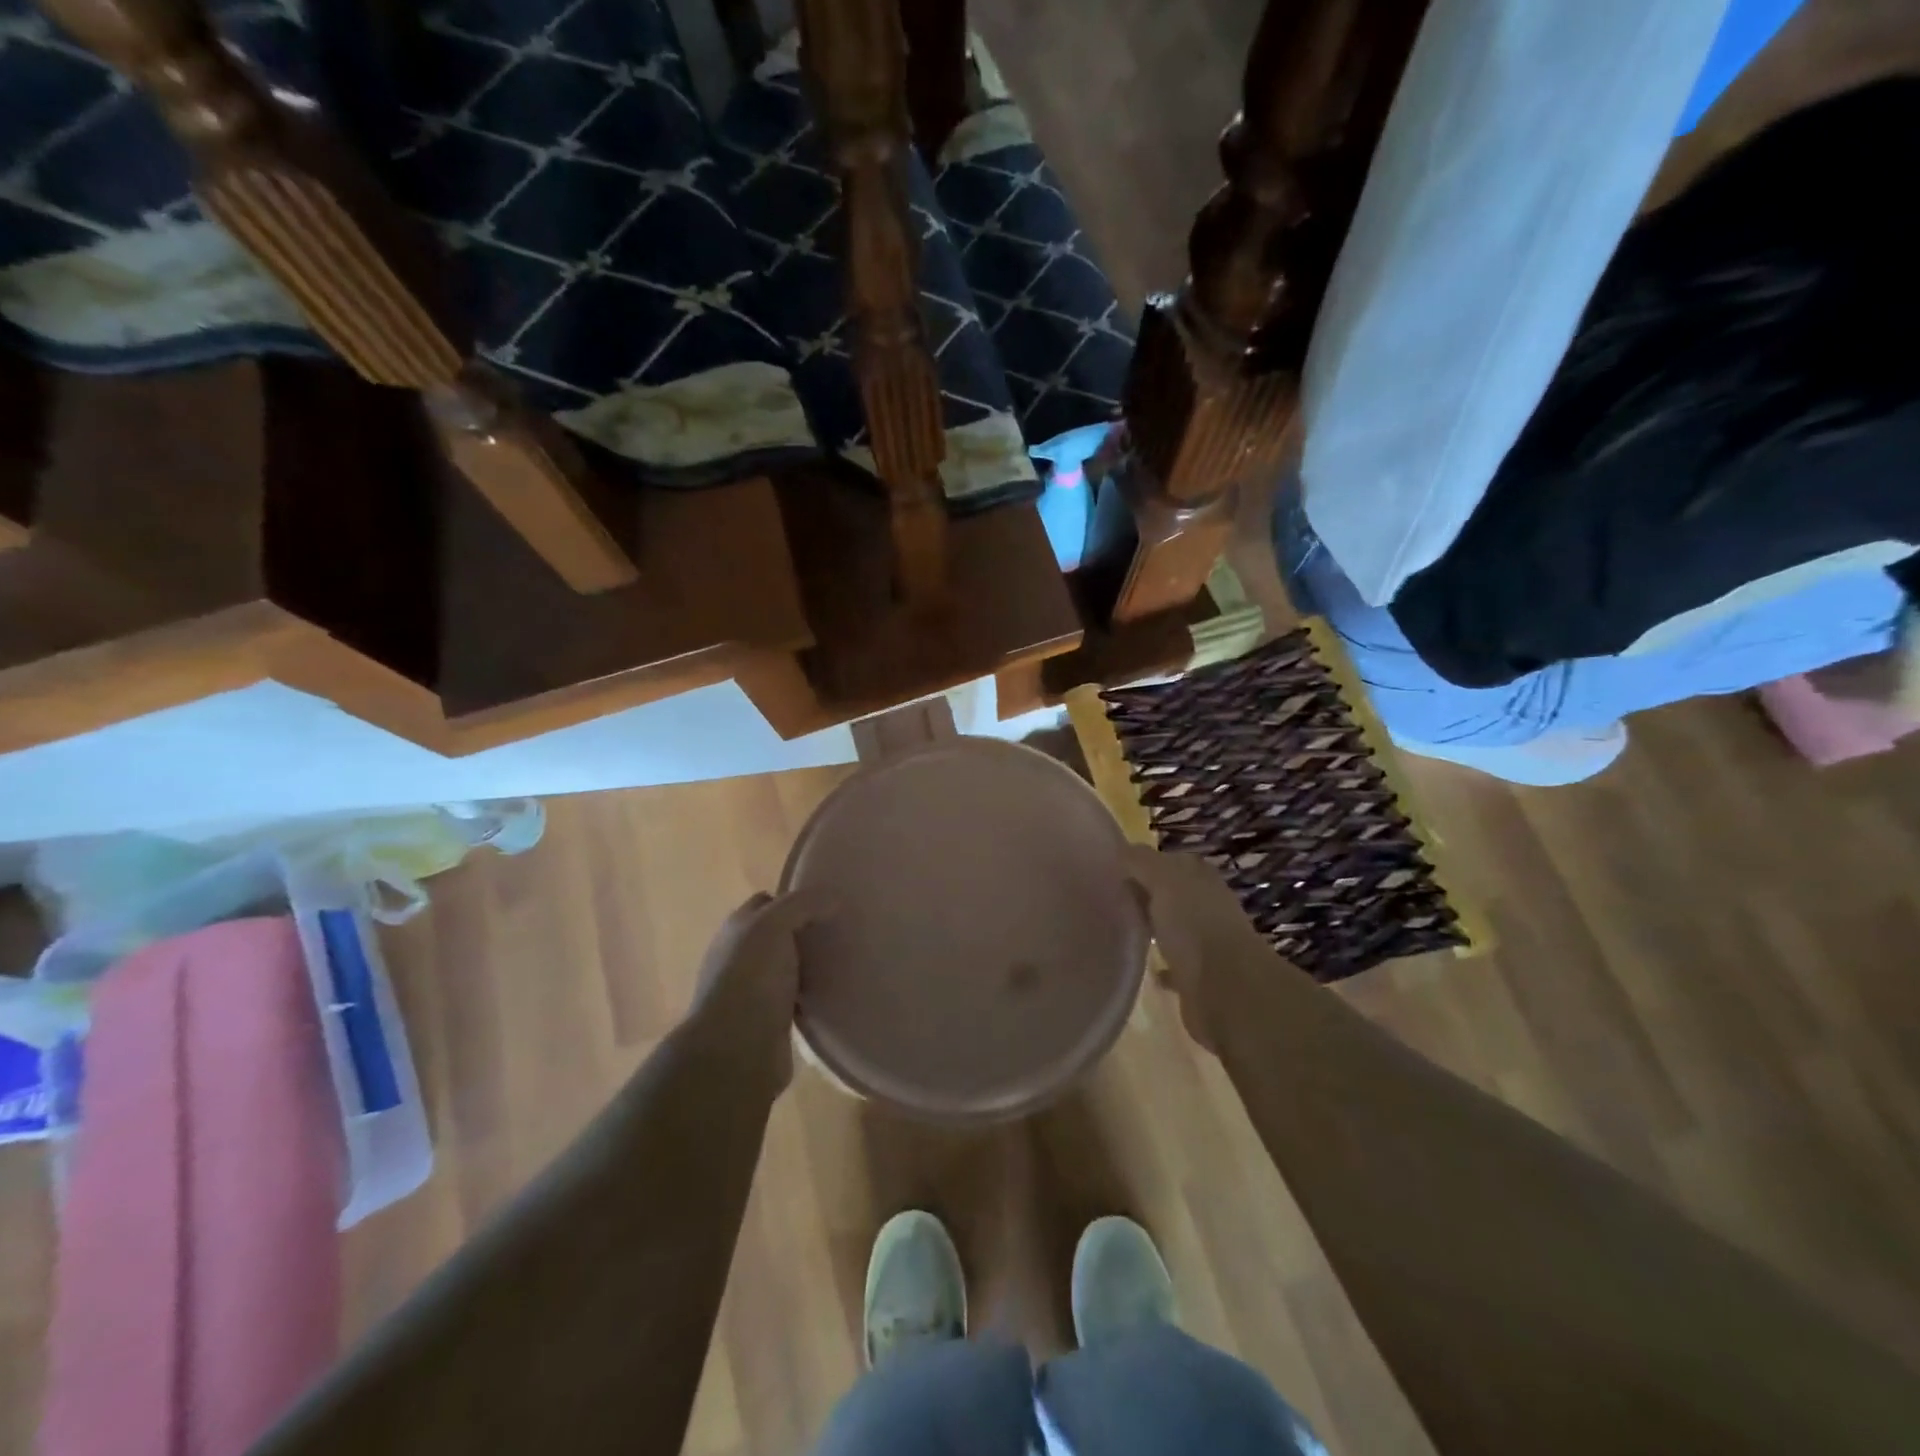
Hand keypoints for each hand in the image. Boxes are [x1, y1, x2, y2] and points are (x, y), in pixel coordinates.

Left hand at [684, 890, 832, 1090]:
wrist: (736, 1051)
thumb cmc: (751, 979)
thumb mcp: (774, 925)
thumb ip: (803, 904)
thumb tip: (834, 897)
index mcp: (738, 928)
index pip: (768, 902)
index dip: (796, 898)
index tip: (830, 901)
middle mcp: (742, 956)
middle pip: (781, 933)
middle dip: (809, 930)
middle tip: (846, 928)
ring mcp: (755, 990)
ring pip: (792, 966)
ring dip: (814, 964)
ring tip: (849, 958)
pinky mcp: (772, 1020)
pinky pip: (799, 997)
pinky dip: (816, 994)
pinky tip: (838, 991)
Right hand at [1124, 845, 1273, 1055]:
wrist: (1226, 991)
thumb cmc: (1194, 925)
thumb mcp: (1163, 880)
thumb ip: (1141, 862)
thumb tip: (1122, 850)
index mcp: (1202, 879)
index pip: (1173, 861)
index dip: (1146, 863)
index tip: (1115, 870)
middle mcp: (1208, 907)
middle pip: (1173, 894)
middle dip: (1147, 894)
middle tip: (1111, 899)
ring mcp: (1207, 943)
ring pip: (1175, 928)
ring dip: (1156, 928)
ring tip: (1122, 930)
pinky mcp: (1200, 978)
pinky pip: (1176, 965)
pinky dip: (1161, 964)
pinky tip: (1142, 966)